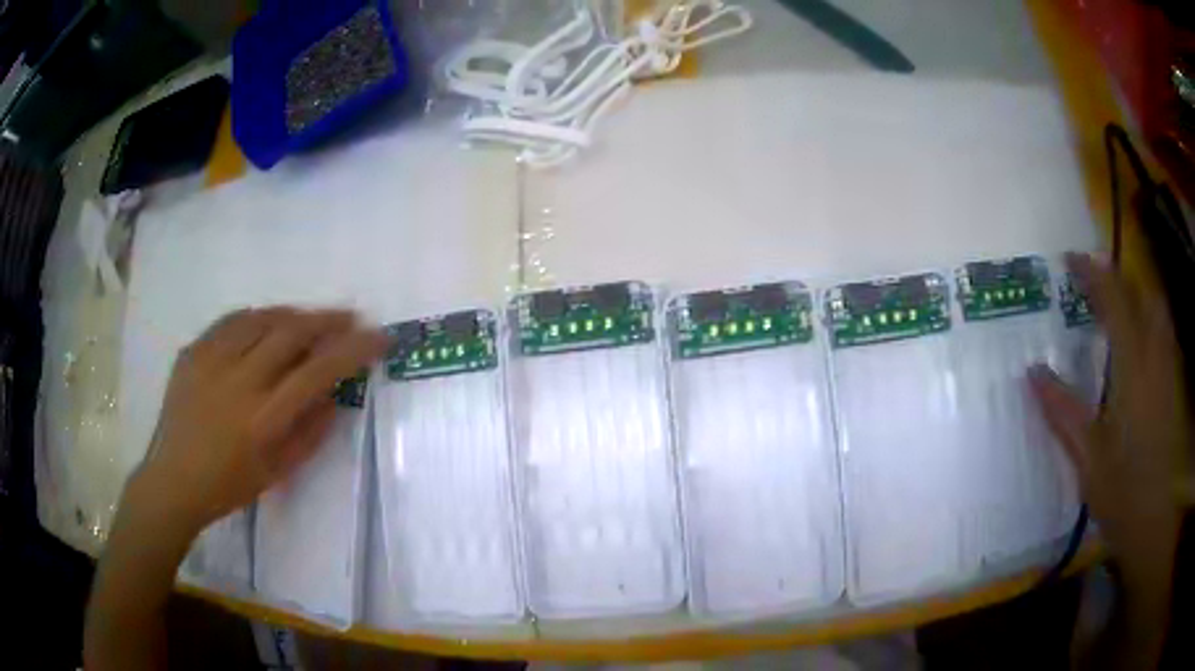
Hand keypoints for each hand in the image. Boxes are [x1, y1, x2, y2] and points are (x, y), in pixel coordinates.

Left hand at [131, 307, 387, 536]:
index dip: (354, 349)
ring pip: (261, 319)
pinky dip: (256, 317)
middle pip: (291, 332)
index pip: (318, 371)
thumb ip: (310, 433)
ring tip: (310, 318)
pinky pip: (230, 321)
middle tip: (349, 318)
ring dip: (294, 314)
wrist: (173, 480)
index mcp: (264, 419)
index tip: (380, 338)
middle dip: (327, 320)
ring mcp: (211, 361)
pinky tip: (266, 322)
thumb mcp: (277, 473)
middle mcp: (239, 381)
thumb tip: (334, 396)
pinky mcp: (192, 353)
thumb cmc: (229, 486)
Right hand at [1029, 253, 1187, 593]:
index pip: (1115, 302)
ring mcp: (1169, 369)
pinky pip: (1164, 333)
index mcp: (1134, 369)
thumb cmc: (1122, 493)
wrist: (1154, 521)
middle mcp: (1155, 357)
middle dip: (1119, 277)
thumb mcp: (1088, 459)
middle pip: (1143, 294)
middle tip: (1095, 280)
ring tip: (1118, 301)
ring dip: (1137, 293)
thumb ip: (1063, 412)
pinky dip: (1151, 319)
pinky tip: (1141, 338)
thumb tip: (1033, 371)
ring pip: (1158, 310)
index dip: (1093, 274)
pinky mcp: (1174, 385)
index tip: (1071, 259)